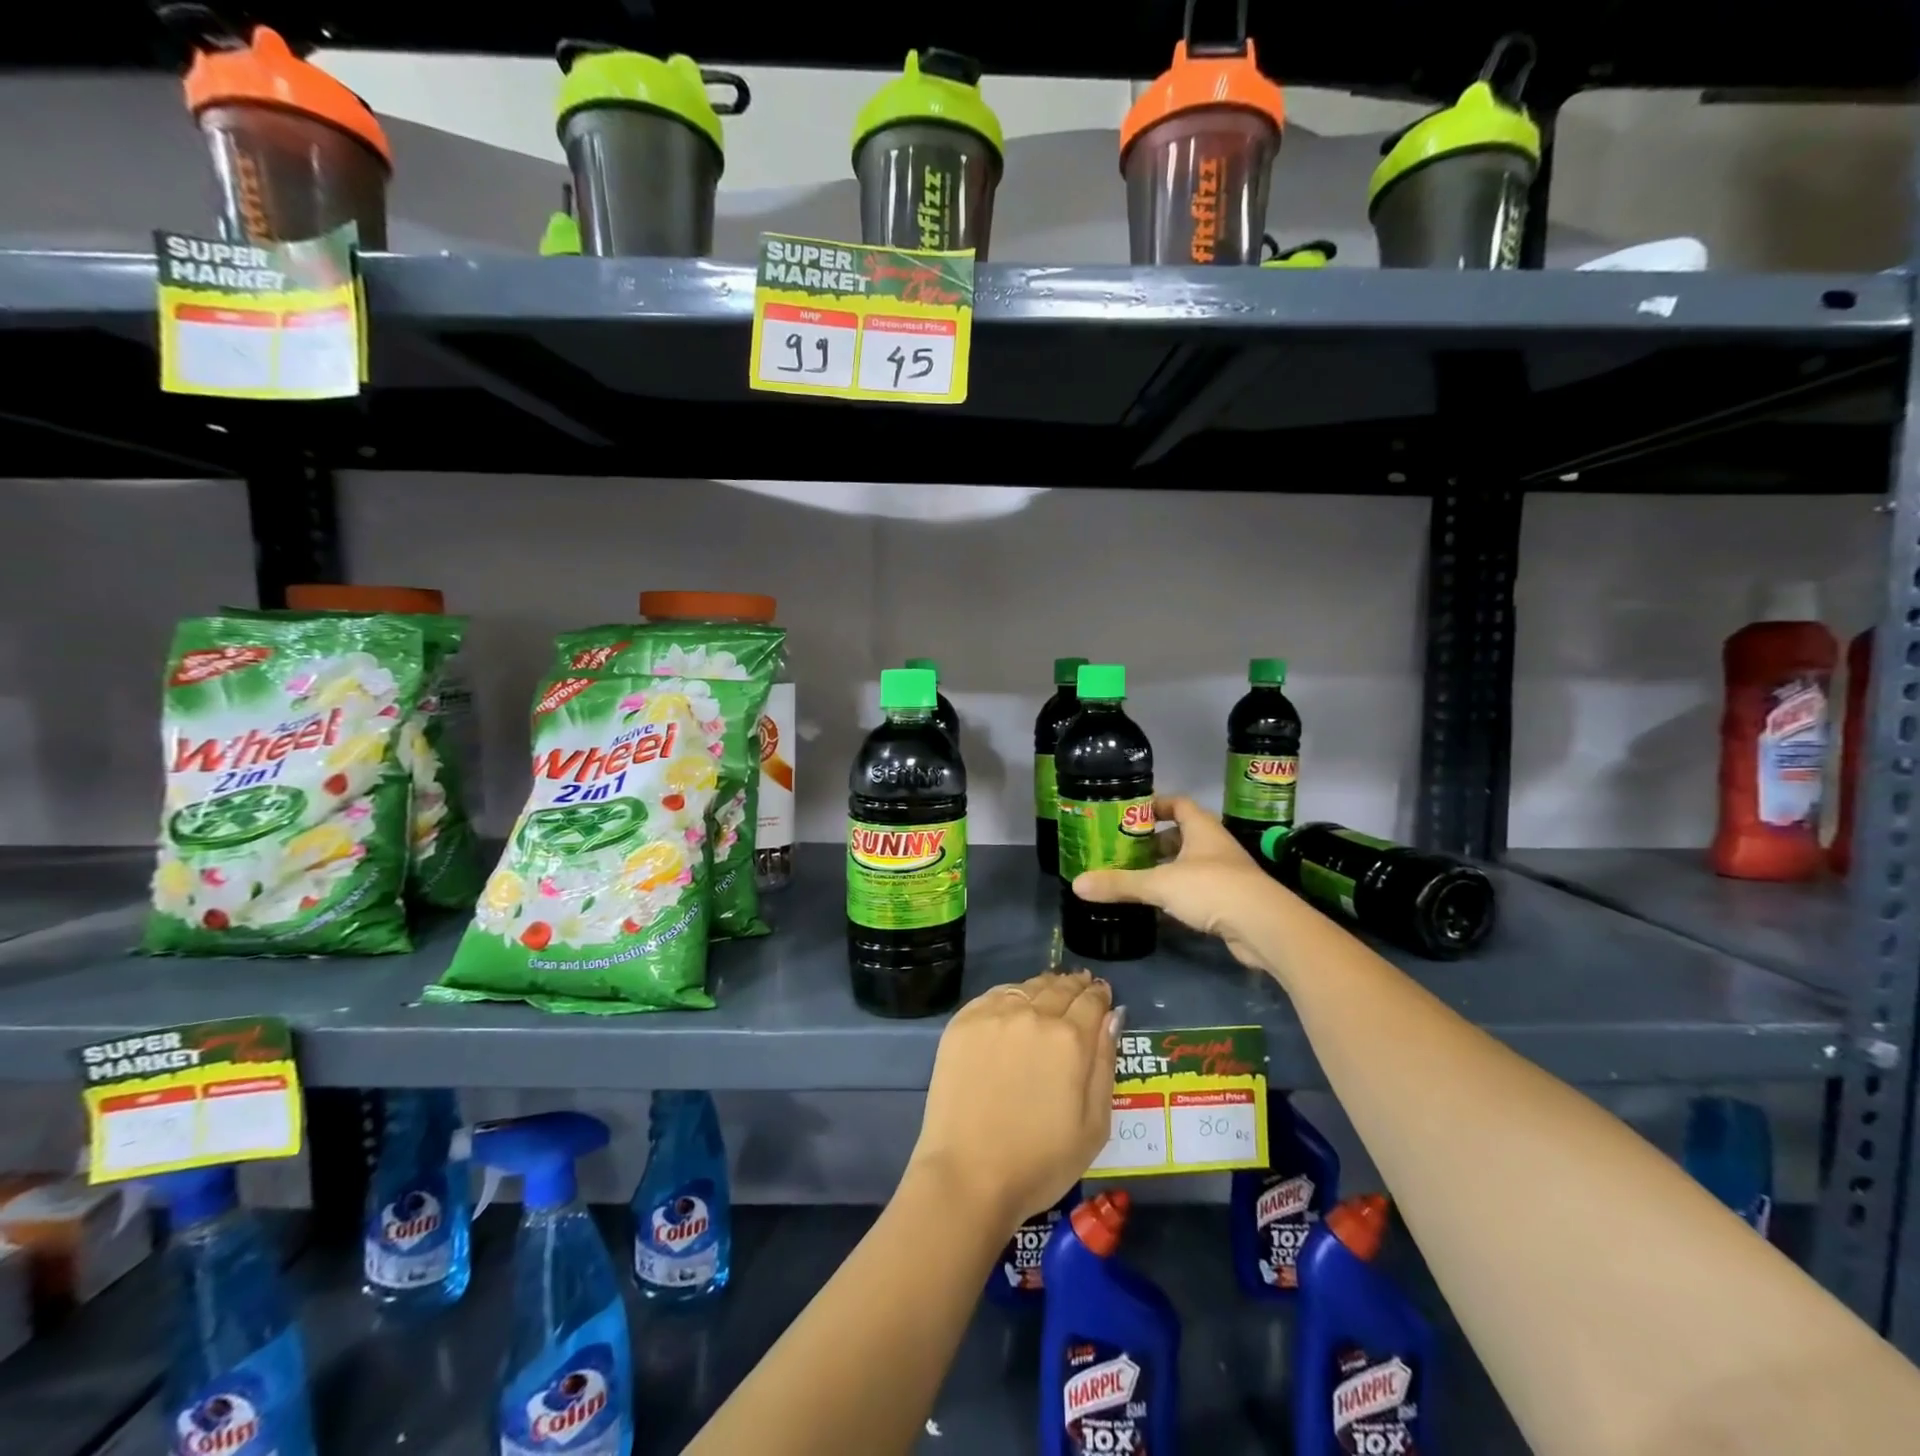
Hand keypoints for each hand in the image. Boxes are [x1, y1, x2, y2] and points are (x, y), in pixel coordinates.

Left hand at [909, 970, 1116, 1233]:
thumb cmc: (1040, 1162)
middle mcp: (1034, 1015)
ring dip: (1045, 987)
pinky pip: (995, 995)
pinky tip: (1016, 1003)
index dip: (1100, 996)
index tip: (1102, 994)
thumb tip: (1113, 1017)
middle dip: (1075, 986)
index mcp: (1070, 1039)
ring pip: (1028, 987)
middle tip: (1080, 985)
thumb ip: (1105, 1064)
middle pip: (1060, 988)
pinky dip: (1012, 994)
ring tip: (1051, 990)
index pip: (1092, 1002)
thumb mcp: (1094, 1126)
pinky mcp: (963, 1022)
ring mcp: (995, 1015)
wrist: (968, 1175)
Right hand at [1071, 796, 1278, 971]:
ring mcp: (1225, 873)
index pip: (1178, 803)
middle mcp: (1215, 845)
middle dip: (1154, 841)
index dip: (1155, 805)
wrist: (1264, 927)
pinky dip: (1178, 893)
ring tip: (1135, 876)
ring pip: (1189, 863)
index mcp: (1201, 828)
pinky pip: (1197, 889)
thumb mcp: (1159, 884)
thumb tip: (1077, 884)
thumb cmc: (1212, 888)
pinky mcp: (1230, 900)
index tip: (1129, 814)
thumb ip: (1120, 884)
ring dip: (1166, 868)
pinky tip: (1159, 906)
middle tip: (1124, 849)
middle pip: (1182, 834)